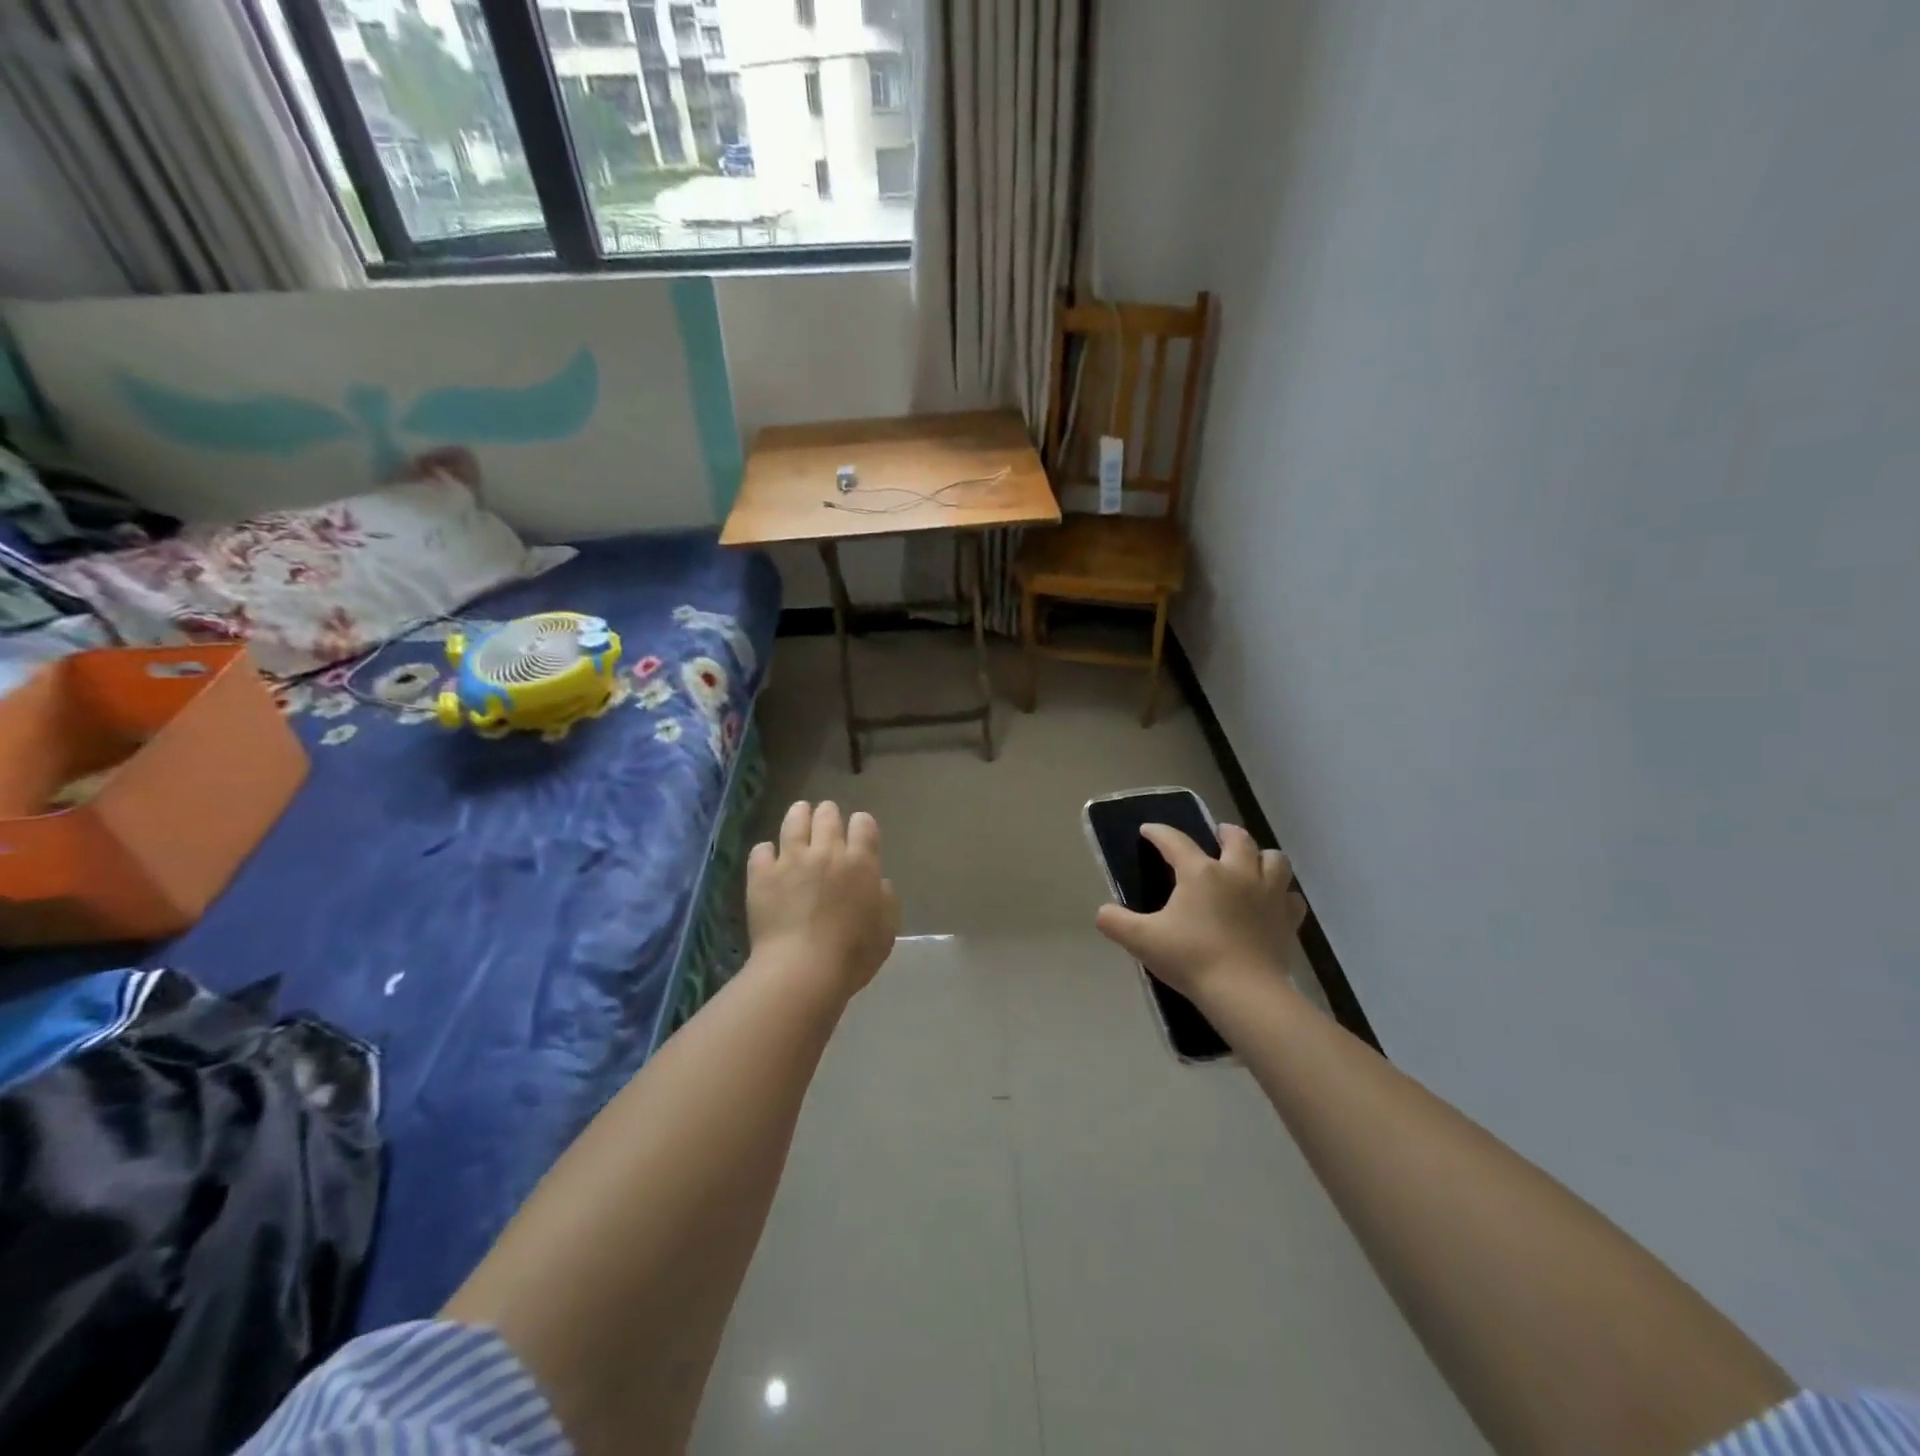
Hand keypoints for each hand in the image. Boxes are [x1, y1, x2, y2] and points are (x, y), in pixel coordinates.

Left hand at [748, 801, 899, 998]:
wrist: (802, 970)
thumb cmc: (853, 955)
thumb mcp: (886, 930)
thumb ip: (886, 900)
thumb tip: (879, 883)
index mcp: (861, 863)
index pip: (863, 823)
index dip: (861, 824)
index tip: (859, 833)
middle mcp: (827, 852)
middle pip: (827, 815)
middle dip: (829, 815)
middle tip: (827, 822)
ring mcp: (791, 860)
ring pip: (794, 820)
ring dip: (799, 815)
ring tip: (799, 815)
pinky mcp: (762, 874)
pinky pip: (761, 849)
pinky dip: (766, 851)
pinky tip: (768, 858)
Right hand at [1094, 824, 1305, 1003]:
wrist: (1244, 992)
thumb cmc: (1191, 958)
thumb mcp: (1142, 940)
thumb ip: (1115, 922)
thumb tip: (1102, 913)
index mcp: (1200, 872)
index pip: (1175, 841)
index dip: (1159, 833)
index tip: (1148, 830)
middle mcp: (1237, 872)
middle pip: (1237, 838)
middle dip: (1225, 832)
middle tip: (1216, 836)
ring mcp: (1268, 894)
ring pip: (1274, 859)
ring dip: (1261, 856)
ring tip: (1251, 863)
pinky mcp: (1287, 919)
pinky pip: (1291, 896)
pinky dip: (1282, 894)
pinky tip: (1272, 902)